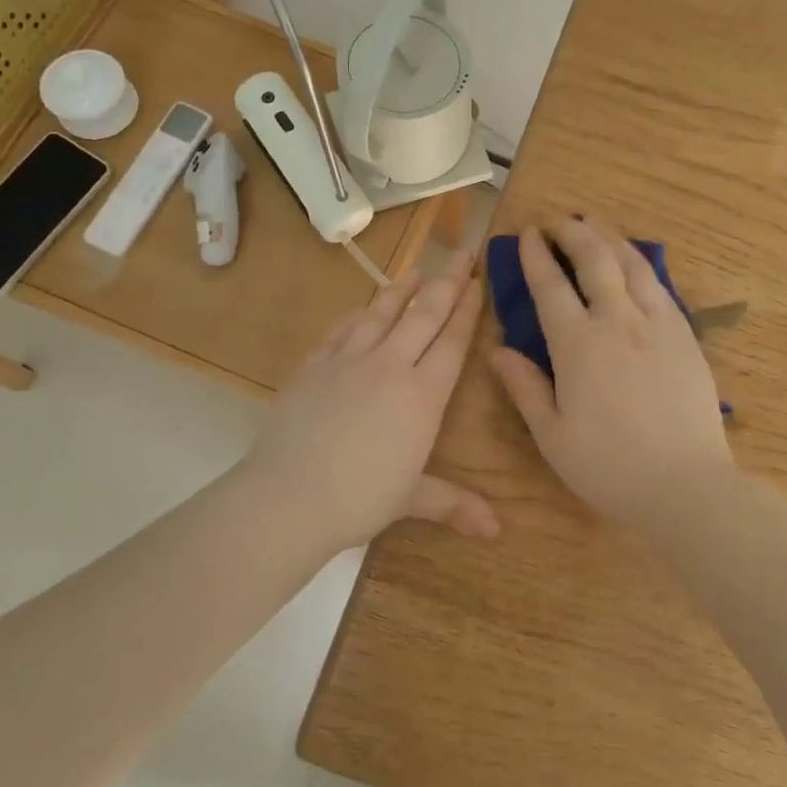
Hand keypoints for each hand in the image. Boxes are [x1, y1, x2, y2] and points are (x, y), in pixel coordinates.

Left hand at [241, 249, 497, 553]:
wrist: (288, 496)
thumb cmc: (359, 500)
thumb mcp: (412, 500)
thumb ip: (455, 504)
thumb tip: (497, 531)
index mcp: (423, 396)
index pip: (452, 342)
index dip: (468, 310)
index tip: (478, 282)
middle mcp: (390, 367)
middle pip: (424, 315)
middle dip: (446, 283)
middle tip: (462, 255)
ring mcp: (349, 361)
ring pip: (382, 313)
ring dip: (404, 289)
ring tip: (418, 269)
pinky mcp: (314, 365)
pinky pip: (343, 329)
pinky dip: (359, 314)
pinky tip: (364, 306)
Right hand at [490, 218, 733, 522]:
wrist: (685, 484)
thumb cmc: (609, 466)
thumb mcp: (552, 435)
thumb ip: (524, 387)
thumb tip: (496, 350)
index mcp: (578, 346)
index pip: (551, 286)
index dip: (537, 256)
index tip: (529, 233)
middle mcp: (618, 322)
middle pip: (595, 260)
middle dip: (574, 232)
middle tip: (560, 219)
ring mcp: (657, 325)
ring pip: (633, 265)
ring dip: (611, 238)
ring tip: (596, 223)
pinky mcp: (686, 336)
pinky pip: (661, 287)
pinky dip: (642, 265)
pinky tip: (636, 264)